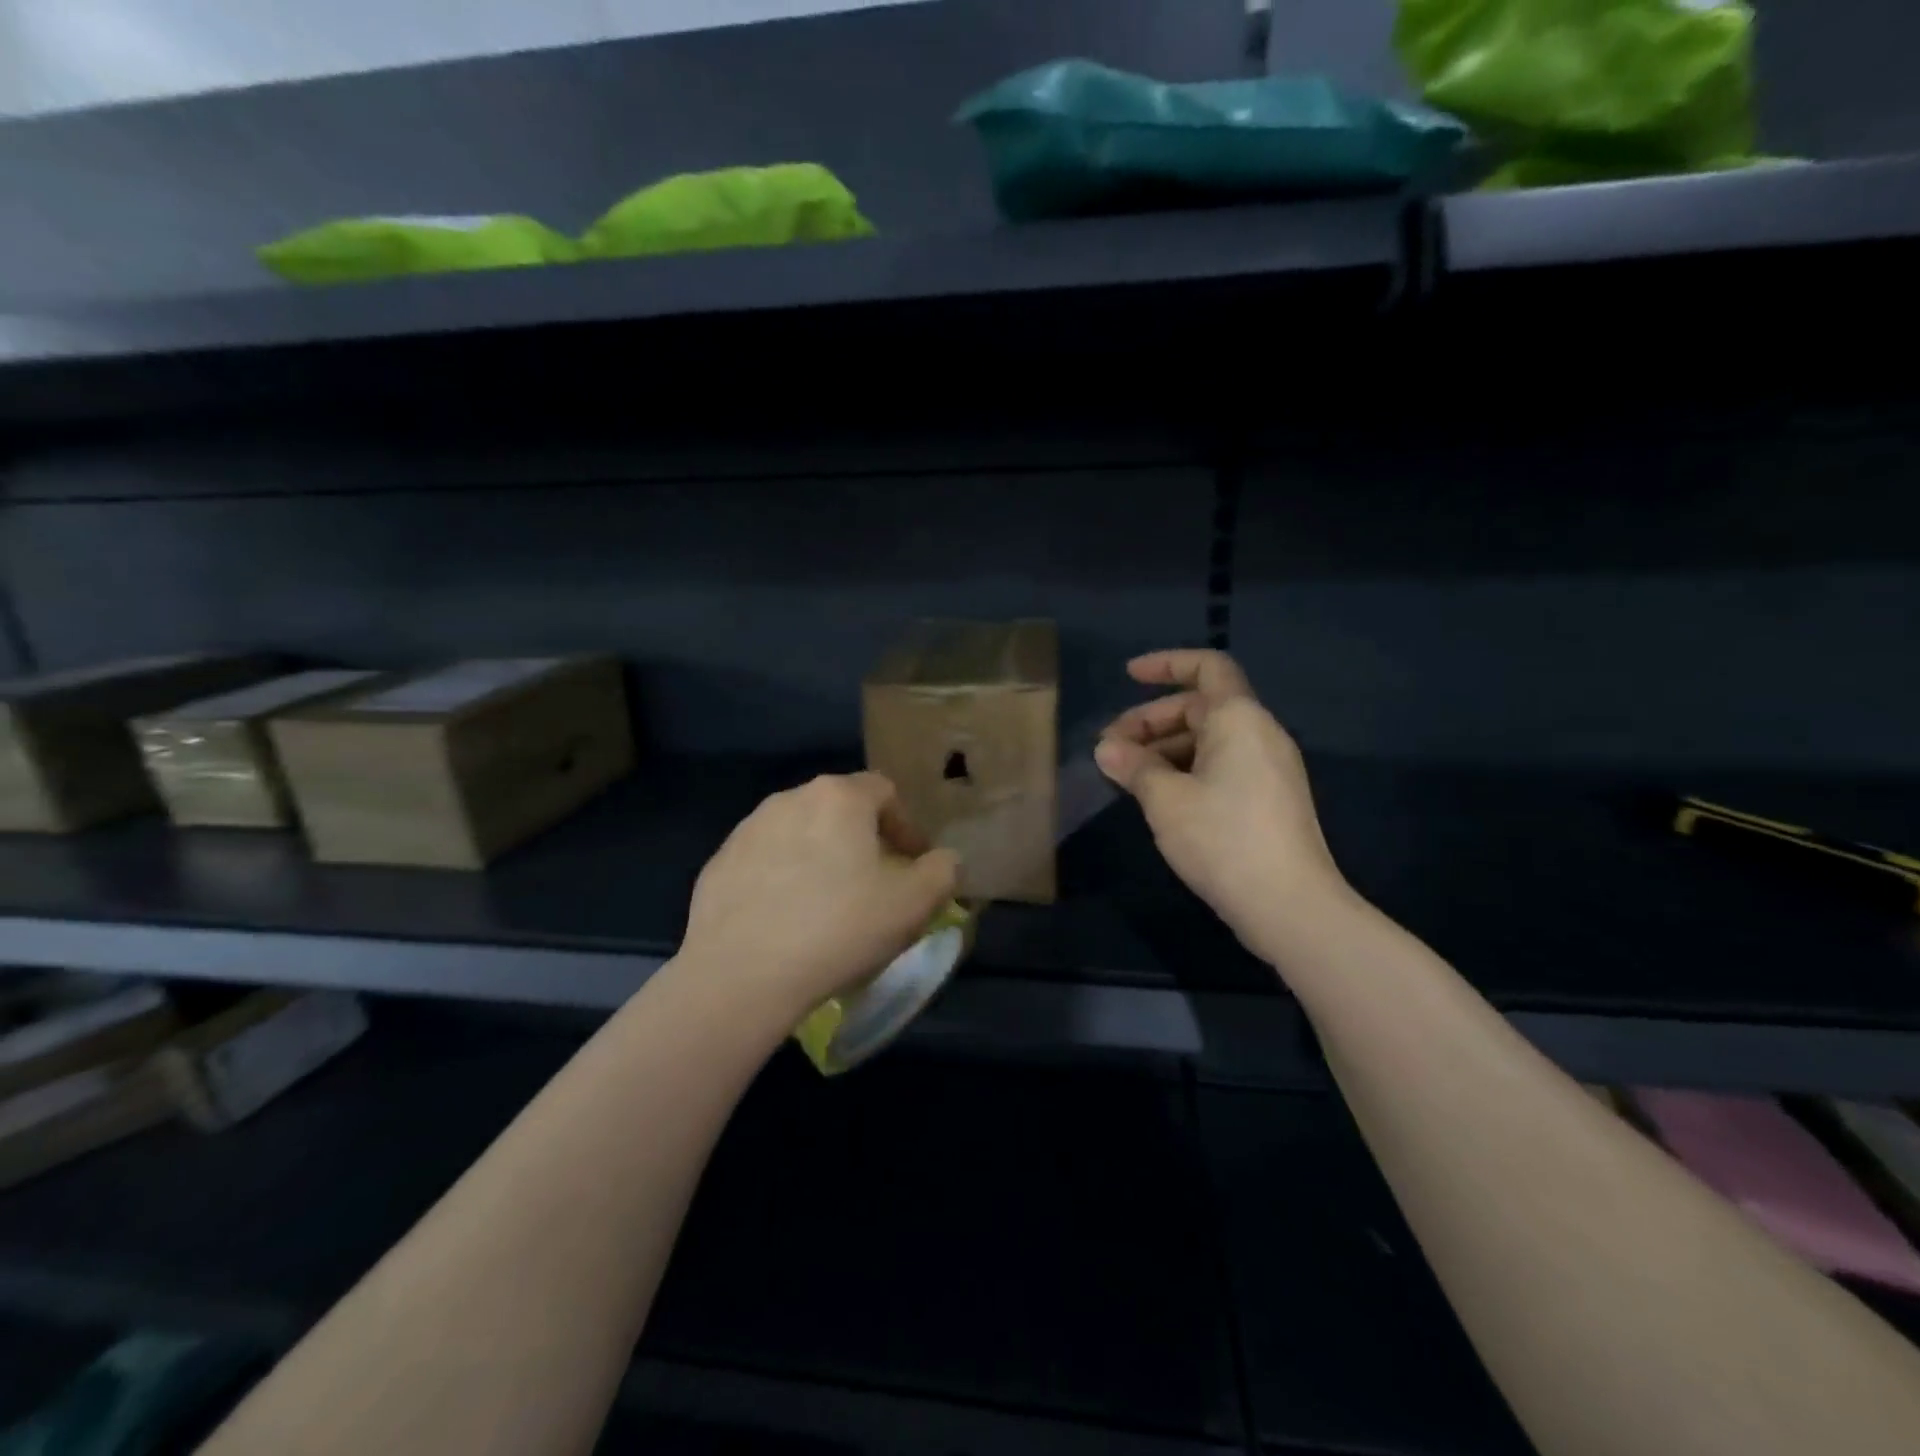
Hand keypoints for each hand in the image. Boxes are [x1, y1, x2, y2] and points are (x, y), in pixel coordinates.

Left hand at [678, 772, 959, 1019]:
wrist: (742, 974)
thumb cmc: (839, 928)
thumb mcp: (912, 905)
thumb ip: (942, 872)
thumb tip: (946, 860)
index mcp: (839, 797)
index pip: (884, 791)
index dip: (906, 825)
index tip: (913, 864)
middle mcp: (791, 798)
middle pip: (840, 808)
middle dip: (863, 839)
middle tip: (874, 883)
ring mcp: (748, 829)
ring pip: (800, 833)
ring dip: (821, 856)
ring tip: (828, 903)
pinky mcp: (719, 862)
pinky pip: (765, 861)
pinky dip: (783, 878)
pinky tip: (787, 919)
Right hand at [1095, 650, 1347, 959]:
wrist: (1289, 905)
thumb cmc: (1222, 838)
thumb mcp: (1165, 799)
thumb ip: (1134, 767)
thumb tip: (1106, 750)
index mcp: (1239, 719)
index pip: (1206, 667)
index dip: (1166, 664)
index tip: (1128, 676)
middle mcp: (1259, 733)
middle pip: (1200, 707)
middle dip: (1151, 720)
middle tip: (1110, 748)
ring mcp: (1268, 768)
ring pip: (1208, 739)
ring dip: (1164, 749)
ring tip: (1127, 776)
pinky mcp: (1268, 799)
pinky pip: (1221, 765)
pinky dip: (1186, 769)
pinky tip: (1159, 797)